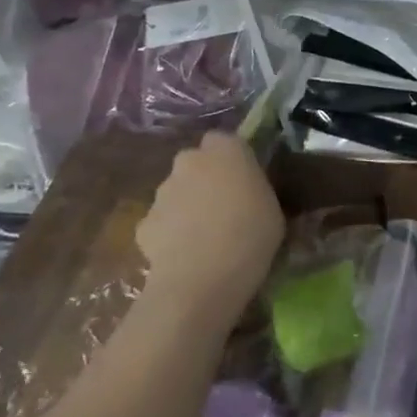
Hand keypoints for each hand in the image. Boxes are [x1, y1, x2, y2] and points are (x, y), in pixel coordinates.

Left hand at [134, 134, 283, 313]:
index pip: (223, 139)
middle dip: (205, 178)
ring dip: (188, 205)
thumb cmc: (251, 235)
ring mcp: (162, 192)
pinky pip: (162, 221)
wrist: (202, 278)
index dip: (232, 157)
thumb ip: (254, 189)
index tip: (244, 178)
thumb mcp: (272, 206)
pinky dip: (170, 232)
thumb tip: (246, 193)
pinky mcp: (144, 223)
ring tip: (205, 236)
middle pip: (195, 162)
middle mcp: (189, 162)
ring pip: (176, 191)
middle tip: (224, 205)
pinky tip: (185, 255)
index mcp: (226, 151)